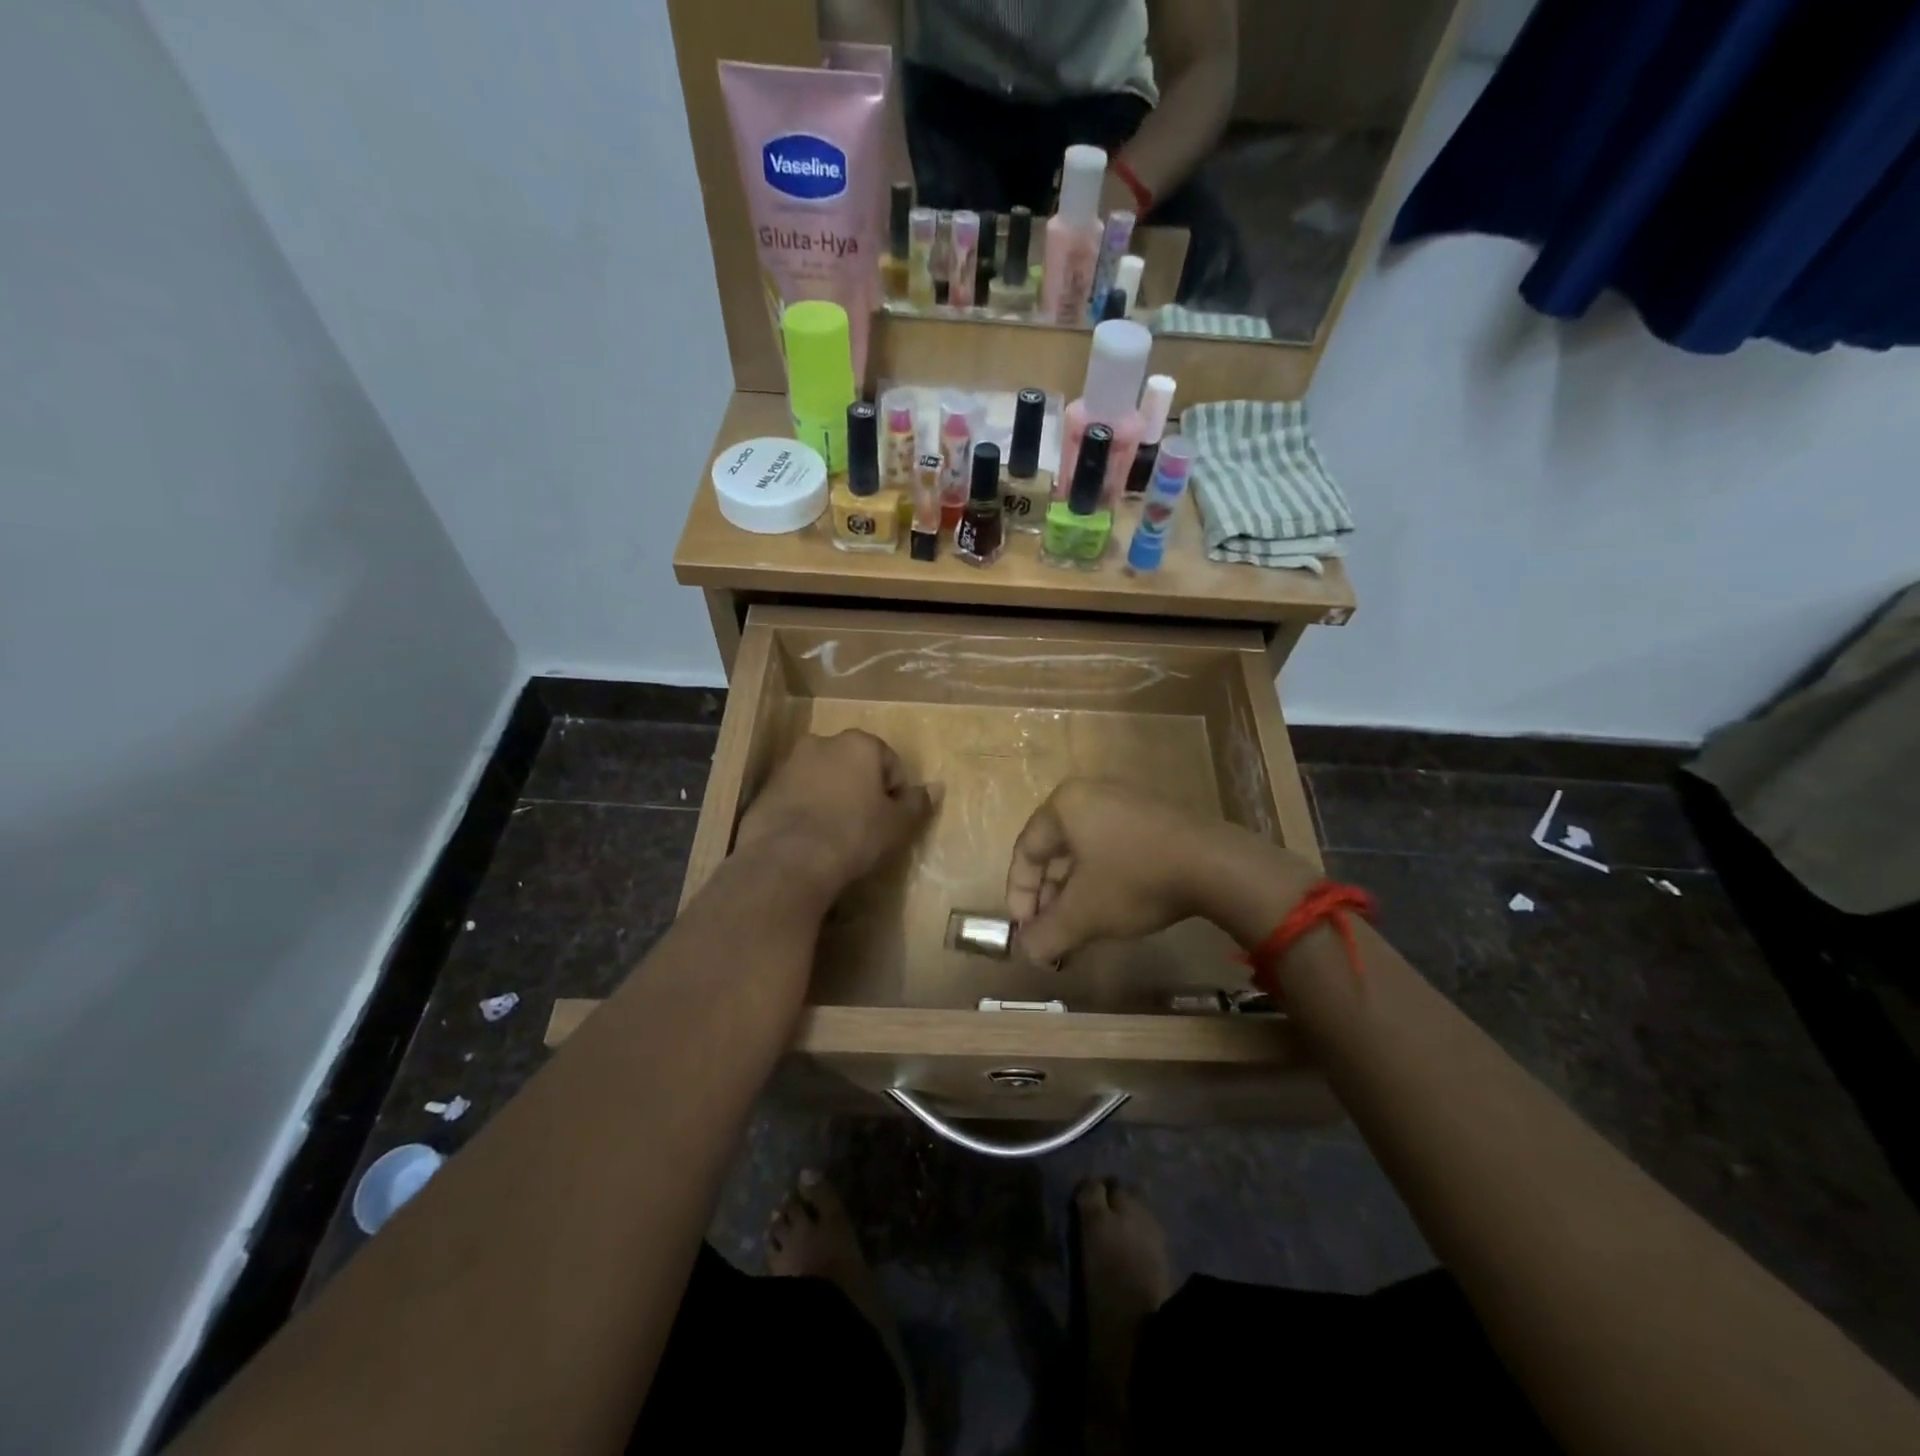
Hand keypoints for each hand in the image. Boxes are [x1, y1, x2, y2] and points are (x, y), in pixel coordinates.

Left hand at [734, 730, 933, 902]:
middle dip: (862, 790)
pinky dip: (807, 810)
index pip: (890, 762)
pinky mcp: (766, 789)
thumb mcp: (897, 824)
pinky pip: (798, 796)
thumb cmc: (853, 835)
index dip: (895, 793)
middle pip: (854, 765)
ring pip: (823, 779)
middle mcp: (822, 743)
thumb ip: (917, 802)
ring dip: (834, 798)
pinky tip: (811, 840)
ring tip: (837, 836)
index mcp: (858, 743)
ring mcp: (789, 764)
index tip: (891, 821)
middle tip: (867, 826)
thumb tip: (936, 787)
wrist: (787, 860)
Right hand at [1005, 780, 1212, 962]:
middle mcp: (1090, 794)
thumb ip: (1047, 934)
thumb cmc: (1135, 880)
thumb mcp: (1083, 914)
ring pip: (1085, 851)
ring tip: (1079, 927)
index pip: (1026, 851)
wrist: (1215, 865)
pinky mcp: (1153, 816)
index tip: (1026, 931)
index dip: (1019, 895)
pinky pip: (1113, 847)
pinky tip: (1112, 908)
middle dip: (1049, 897)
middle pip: (1055, 851)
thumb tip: (1028, 951)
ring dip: (1076, 892)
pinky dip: (1103, 878)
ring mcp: (1125, 802)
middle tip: (1051, 932)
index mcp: (1064, 806)